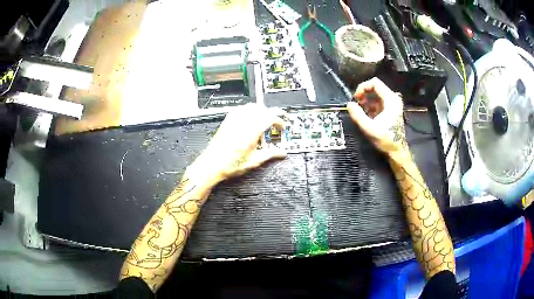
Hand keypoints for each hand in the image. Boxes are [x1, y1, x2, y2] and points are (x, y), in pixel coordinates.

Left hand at [185, 104, 286, 184]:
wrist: (211, 166)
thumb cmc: (228, 165)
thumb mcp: (253, 162)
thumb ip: (270, 155)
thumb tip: (281, 153)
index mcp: (250, 132)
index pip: (269, 117)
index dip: (279, 120)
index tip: (282, 126)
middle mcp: (242, 123)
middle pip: (261, 109)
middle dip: (272, 114)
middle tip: (277, 121)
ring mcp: (233, 121)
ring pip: (251, 107)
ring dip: (261, 111)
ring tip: (265, 120)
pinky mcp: (227, 122)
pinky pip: (240, 109)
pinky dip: (249, 111)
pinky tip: (250, 119)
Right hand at [347, 78, 407, 159]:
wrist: (397, 150)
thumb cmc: (385, 139)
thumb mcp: (369, 128)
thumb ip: (358, 115)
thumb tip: (349, 104)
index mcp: (390, 99)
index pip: (375, 83)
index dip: (363, 87)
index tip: (355, 98)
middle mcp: (393, 98)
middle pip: (375, 87)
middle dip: (363, 93)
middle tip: (356, 103)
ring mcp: (393, 104)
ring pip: (376, 94)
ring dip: (366, 100)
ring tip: (360, 110)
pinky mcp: (391, 109)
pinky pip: (379, 101)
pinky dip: (371, 105)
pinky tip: (366, 114)